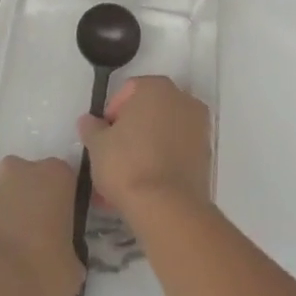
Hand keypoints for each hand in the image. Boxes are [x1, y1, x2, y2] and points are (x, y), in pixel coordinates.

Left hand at [0, 156, 84, 295]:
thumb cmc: (38, 271)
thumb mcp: (72, 271)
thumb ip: (71, 253)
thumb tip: (64, 258)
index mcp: (56, 175)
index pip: (65, 182)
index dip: (62, 207)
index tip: (60, 232)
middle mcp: (22, 166)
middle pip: (32, 181)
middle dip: (32, 204)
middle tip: (32, 241)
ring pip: (3, 191)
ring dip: (5, 210)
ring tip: (3, 250)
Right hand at [78, 76, 211, 221]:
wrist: (167, 208)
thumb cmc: (127, 164)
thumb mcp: (97, 145)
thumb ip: (92, 128)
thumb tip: (89, 121)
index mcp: (156, 87)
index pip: (128, 91)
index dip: (112, 113)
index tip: (103, 137)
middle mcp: (182, 99)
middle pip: (149, 111)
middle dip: (131, 131)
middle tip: (114, 156)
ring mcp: (199, 127)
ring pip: (163, 134)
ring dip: (146, 148)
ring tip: (127, 178)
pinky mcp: (206, 156)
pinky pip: (177, 153)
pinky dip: (162, 163)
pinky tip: (145, 187)